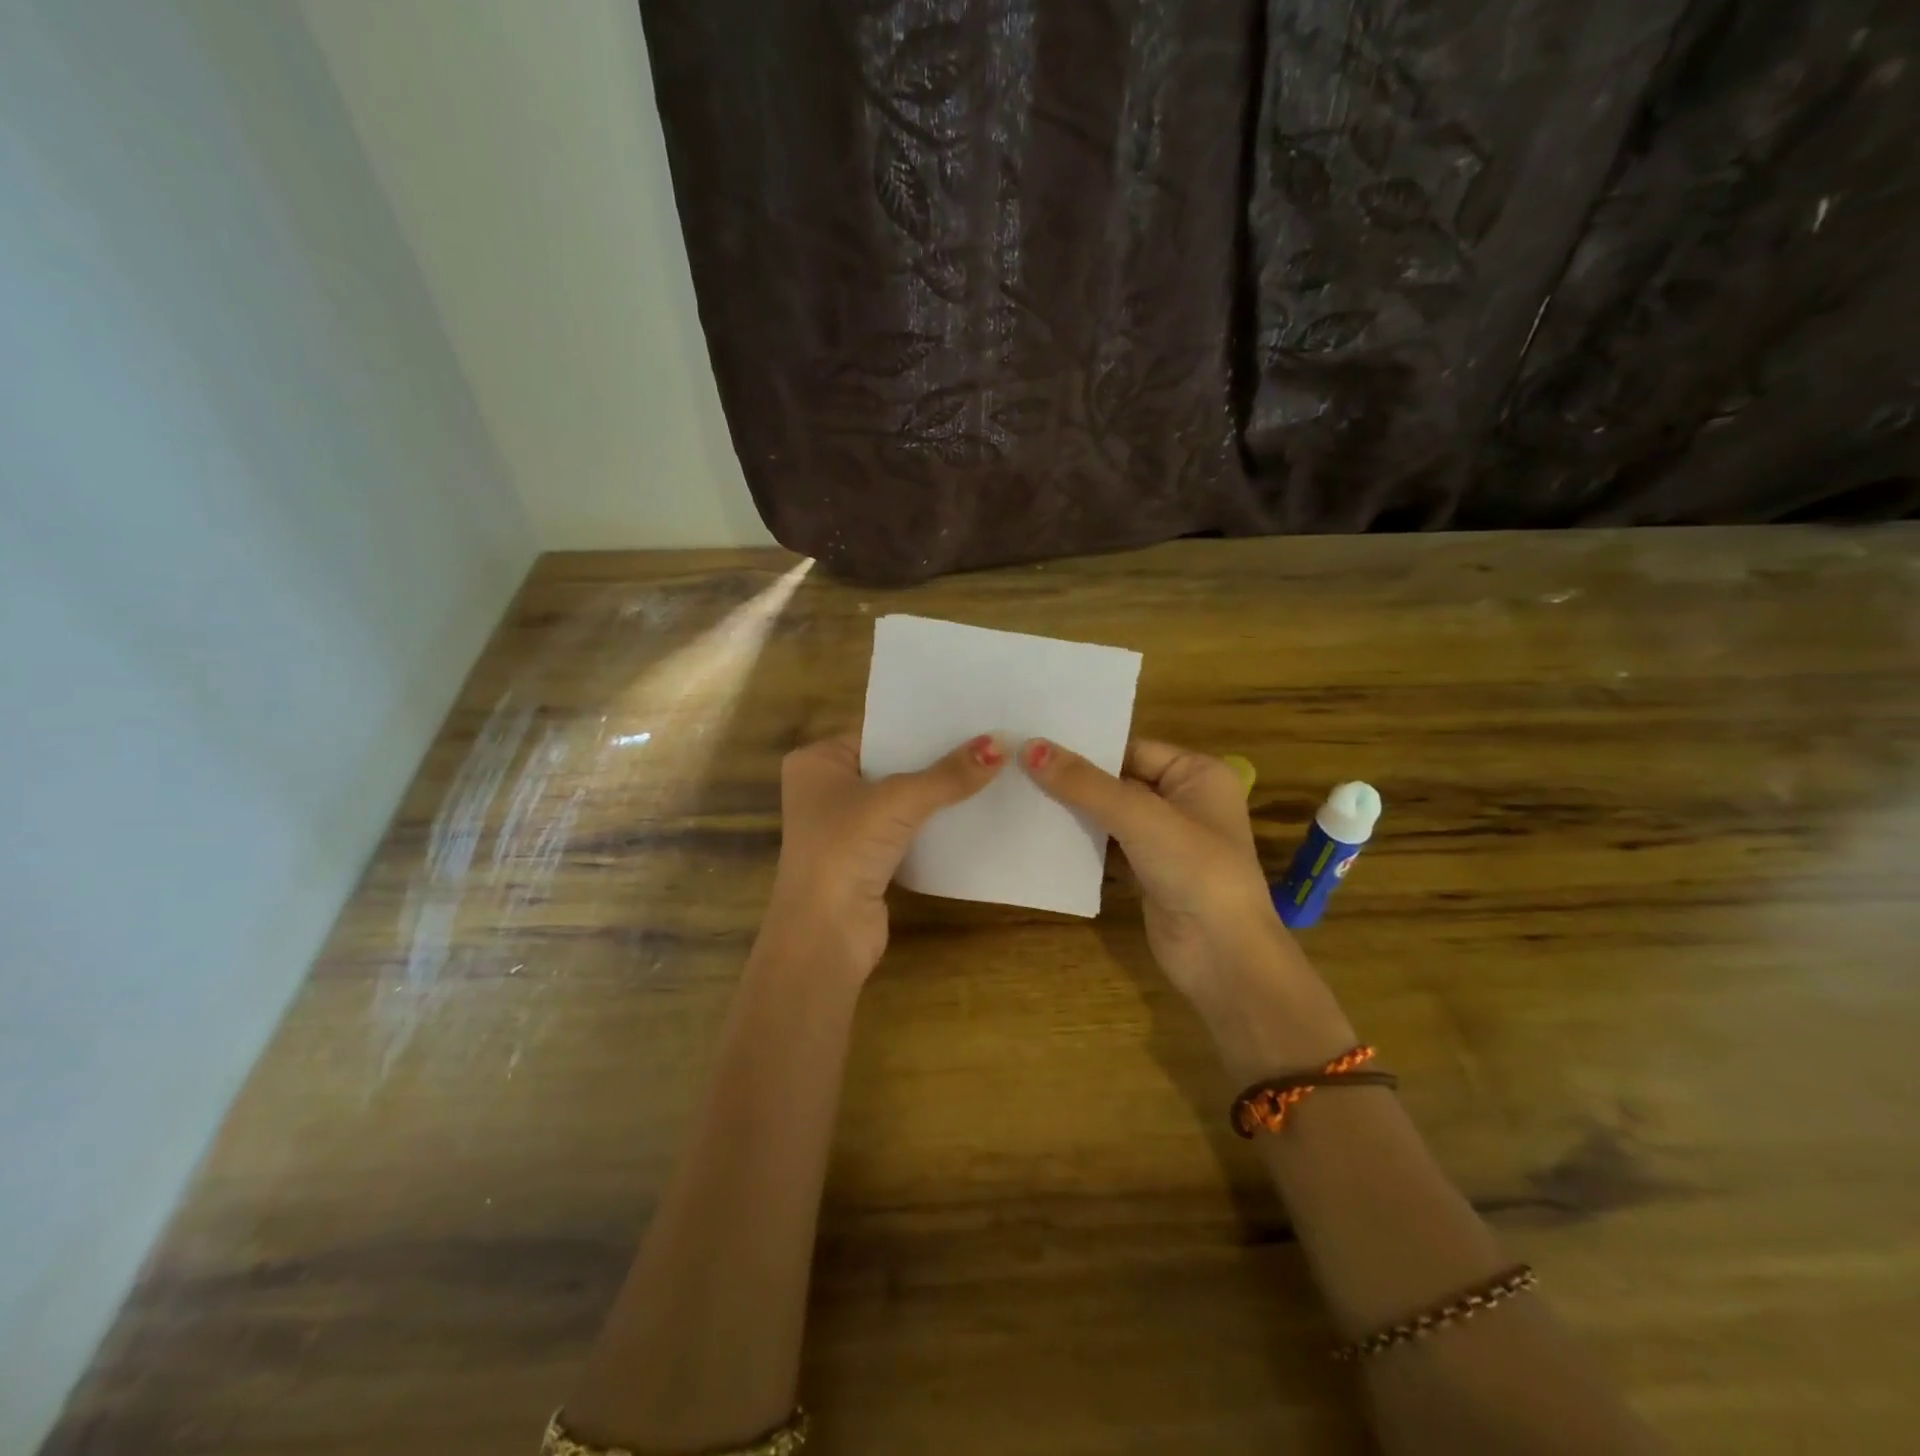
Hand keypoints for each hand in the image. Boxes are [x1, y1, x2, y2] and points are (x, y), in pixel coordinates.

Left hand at [765, 732, 1006, 977]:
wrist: (825, 932)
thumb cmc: (846, 848)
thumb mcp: (900, 801)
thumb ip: (949, 774)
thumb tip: (1002, 743)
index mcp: (817, 762)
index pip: (878, 734)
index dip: (921, 728)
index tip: (970, 718)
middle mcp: (825, 789)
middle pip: (891, 766)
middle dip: (934, 760)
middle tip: (989, 741)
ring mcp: (843, 826)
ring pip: (900, 800)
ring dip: (936, 794)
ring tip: (990, 770)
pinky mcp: (864, 858)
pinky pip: (904, 829)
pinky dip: (931, 824)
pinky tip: (972, 811)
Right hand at [1023, 737, 1354, 1074]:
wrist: (1223, 957)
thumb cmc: (1195, 871)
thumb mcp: (1139, 818)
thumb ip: (1085, 784)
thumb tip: (1030, 748)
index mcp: (1198, 774)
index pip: (1132, 749)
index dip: (1086, 747)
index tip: (1034, 740)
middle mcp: (1184, 801)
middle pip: (1119, 781)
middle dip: (1074, 779)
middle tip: (1017, 766)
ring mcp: (1166, 841)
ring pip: (1110, 816)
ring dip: (1073, 812)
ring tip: (1018, 794)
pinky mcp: (1148, 873)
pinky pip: (1108, 848)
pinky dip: (1081, 844)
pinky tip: (1041, 835)